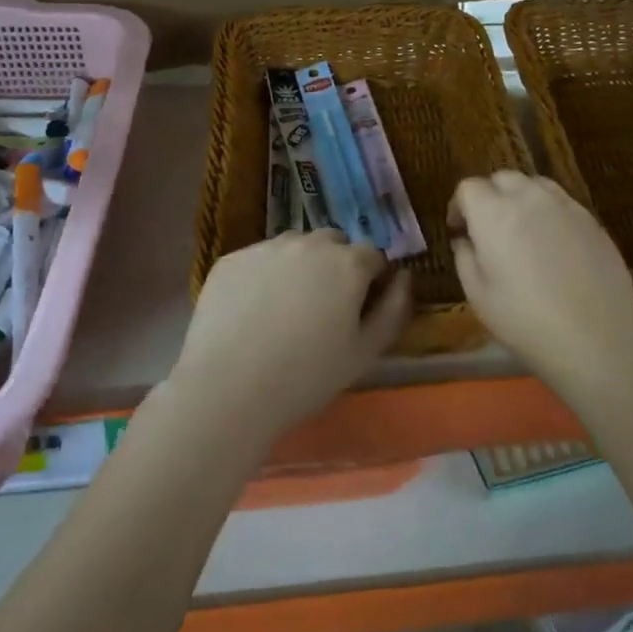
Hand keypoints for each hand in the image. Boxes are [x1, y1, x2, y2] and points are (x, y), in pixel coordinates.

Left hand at [171, 230, 411, 439]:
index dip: (372, 280)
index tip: (361, 308)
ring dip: (300, 265)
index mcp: (348, 263)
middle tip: (324, 307)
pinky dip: (264, 275)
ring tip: (287, 307)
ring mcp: (266, 248)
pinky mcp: (230, 259)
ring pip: (294, 247)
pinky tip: (254, 310)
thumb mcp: (366, 352)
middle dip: (337, 265)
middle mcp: (309, 244)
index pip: (373, 256)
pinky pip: (258, 259)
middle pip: (333, 243)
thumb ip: (394, 309)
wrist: (228, 388)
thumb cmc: (307, 376)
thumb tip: (404, 277)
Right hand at [449, 172, 632, 395]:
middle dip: (490, 195)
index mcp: (494, 213)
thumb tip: (465, 240)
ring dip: (521, 198)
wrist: (595, 336)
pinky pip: (563, 203)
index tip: (459, 229)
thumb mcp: (478, 295)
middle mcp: (530, 198)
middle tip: (487, 227)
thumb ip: (465, 258)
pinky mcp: (592, 220)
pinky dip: (549, 212)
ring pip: (536, 185)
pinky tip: (553, 244)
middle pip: (503, 178)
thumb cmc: (524, 320)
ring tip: (521, 229)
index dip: (458, 205)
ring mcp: (566, 206)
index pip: (469, 187)